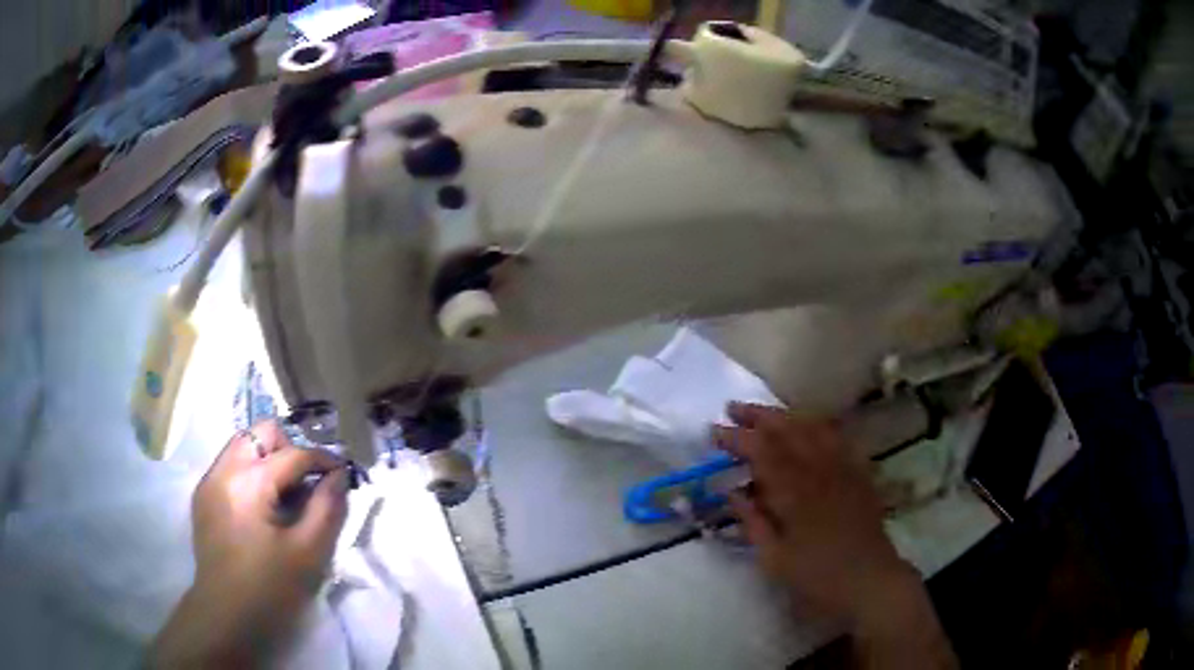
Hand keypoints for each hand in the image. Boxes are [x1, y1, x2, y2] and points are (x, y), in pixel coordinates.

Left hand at [151, 421, 349, 667]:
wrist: (225, 616)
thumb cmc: (270, 589)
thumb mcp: (308, 553)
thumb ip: (327, 509)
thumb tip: (339, 476)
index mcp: (249, 483)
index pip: (294, 454)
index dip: (323, 459)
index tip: (343, 473)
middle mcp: (224, 469)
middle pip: (262, 432)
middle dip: (290, 448)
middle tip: (307, 482)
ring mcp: (209, 480)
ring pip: (243, 444)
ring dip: (269, 458)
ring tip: (285, 493)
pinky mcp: (203, 495)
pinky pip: (231, 464)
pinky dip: (252, 471)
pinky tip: (263, 506)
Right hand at [714, 403, 955, 668]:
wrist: (869, 578)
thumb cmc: (817, 575)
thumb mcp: (774, 558)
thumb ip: (752, 522)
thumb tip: (733, 493)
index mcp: (794, 491)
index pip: (760, 452)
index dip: (735, 438)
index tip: (713, 430)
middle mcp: (820, 469)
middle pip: (788, 429)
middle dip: (758, 415)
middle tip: (733, 407)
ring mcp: (843, 467)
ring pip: (813, 426)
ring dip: (786, 415)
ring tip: (765, 413)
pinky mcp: (858, 472)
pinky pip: (838, 437)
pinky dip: (818, 425)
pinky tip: (809, 425)